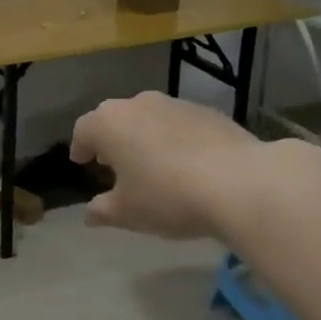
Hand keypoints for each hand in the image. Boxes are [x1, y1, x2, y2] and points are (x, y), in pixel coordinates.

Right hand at [70, 92, 261, 239]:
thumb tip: (89, 214)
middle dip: (111, 138)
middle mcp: (138, 104)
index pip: (83, 129)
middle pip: (115, 117)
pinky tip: (187, 163)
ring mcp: (176, 104)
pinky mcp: (208, 112)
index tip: (83, 161)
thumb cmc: (168, 196)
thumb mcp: (128, 213)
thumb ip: (103, 211)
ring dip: (144, 136)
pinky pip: (179, 123)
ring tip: (152, 163)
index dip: (81, 147)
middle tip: (114, 162)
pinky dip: (175, 138)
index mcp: (109, 124)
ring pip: (149, 117)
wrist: (239, 182)